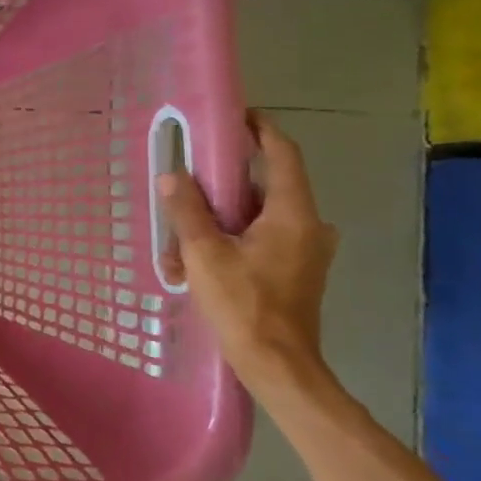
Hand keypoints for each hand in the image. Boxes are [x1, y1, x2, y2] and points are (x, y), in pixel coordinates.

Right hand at [158, 111, 337, 392]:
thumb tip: (172, 176)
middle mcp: (308, 226)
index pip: (282, 155)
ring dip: (220, 220)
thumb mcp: (205, 254)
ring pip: (258, 217)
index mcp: (293, 214)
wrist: (277, 365)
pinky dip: (230, 242)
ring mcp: (305, 251)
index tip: (235, 116)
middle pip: (264, 187)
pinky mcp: (295, 272)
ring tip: (180, 237)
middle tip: (188, 182)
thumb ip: (188, 211)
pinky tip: (196, 263)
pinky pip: (261, 241)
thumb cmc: (244, 304)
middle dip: (222, 185)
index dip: (260, 130)